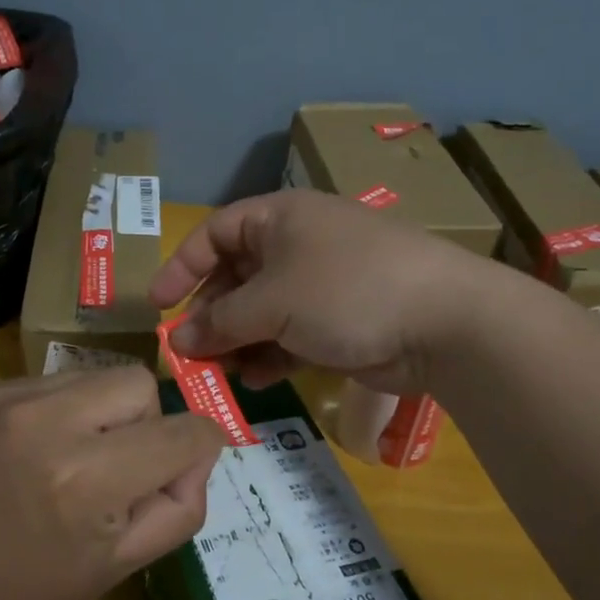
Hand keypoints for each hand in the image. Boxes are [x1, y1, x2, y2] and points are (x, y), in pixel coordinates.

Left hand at [0, 368, 224, 599]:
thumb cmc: (25, 597)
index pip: (184, 433)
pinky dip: (63, 413)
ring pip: (97, 376)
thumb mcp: (119, 567)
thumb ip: (179, 507)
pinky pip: (54, 383)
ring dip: (102, 415)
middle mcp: (48, 421)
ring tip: (71, 462)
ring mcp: (8, 399)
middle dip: (146, 424)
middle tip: (116, 472)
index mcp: (86, 478)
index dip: (199, 451)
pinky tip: (35, 454)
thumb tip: (197, 455)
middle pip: (140, 383)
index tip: (180, 473)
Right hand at [149, 189, 493, 394]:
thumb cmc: (344, 290)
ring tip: (218, 373)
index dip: (182, 266)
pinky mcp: (340, 323)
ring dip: (237, 342)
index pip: (216, 233)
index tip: (157, 304)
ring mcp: (321, 285)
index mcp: (280, 219)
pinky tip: (255, 380)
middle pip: (237, 277)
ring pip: (262, 312)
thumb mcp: (272, 301)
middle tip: (189, 351)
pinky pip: (290, 336)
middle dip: (211, 315)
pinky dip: (270, 356)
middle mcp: (298, 245)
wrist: (442, 321)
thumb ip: (221, 322)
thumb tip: (179, 341)